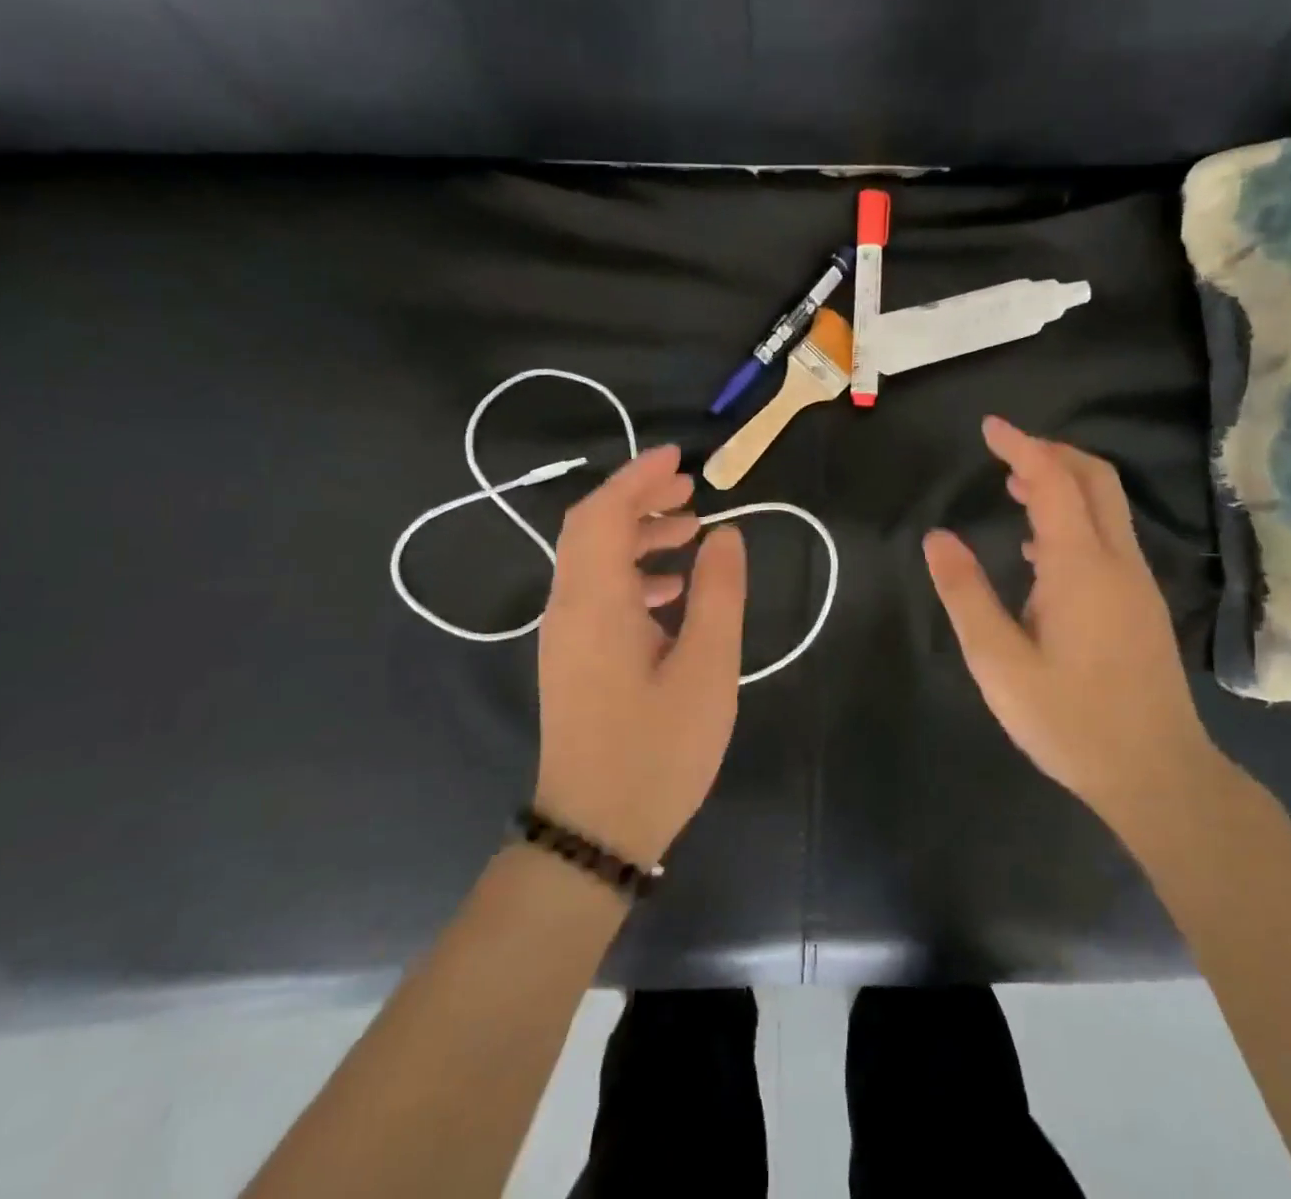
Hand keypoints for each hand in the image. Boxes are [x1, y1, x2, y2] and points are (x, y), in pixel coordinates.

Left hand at [535, 445, 747, 868]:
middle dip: (638, 498)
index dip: (637, 477)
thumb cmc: (657, 749)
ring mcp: (565, 635)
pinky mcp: (572, 659)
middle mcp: (568, 608)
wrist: (596, 831)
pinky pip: (597, 592)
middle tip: (691, 490)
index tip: (679, 458)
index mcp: (595, 602)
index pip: (603, 513)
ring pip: (593, 560)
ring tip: (691, 533)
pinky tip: (674, 591)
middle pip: (591, 528)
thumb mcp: (707, 668)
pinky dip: (633, 572)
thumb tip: (725, 535)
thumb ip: (718, 594)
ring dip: (637, 534)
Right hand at [923, 416, 1212, 828]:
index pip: (1054, 480)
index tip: (989, 426)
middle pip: (1095, 479)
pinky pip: (1109, 538)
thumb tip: (937, 539)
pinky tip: (1040, 551)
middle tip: (1005, 452)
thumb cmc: (1070, 720)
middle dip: (1051, 452)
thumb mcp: (998, 662)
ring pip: (1107, 507)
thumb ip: (966, 595)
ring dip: (1064, 483)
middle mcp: (1116, 561)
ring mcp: (1137, 583)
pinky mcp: (1142, 605)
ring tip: (1015, 488)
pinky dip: (1075, 518)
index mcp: (1079, 566)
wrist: (1158, 774)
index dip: (1021, 445)